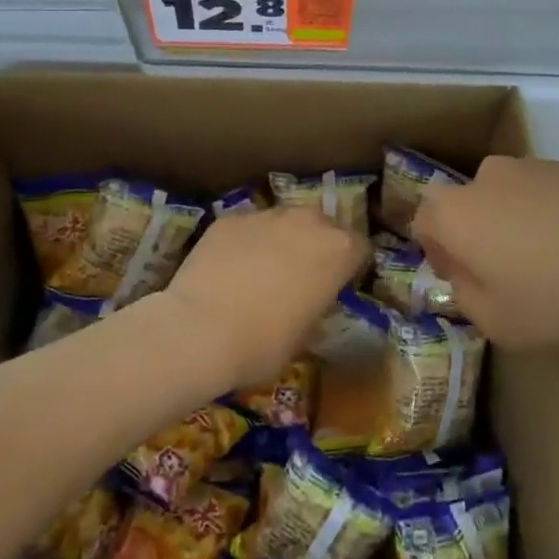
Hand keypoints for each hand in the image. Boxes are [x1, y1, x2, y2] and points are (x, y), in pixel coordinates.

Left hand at [157, 206, 368, 390]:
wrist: (199, 330)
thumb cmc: (263, 344)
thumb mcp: (305, 336)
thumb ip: (316, 307)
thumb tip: (310, 301)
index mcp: (338, 249)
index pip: (359, 249)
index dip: (349, 269)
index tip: (336, 288)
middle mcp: (308, 220)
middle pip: (323, 226)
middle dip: (316, 247)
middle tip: (299, 278)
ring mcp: (267, 214)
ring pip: (284, 222)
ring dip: (280, 240)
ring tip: (260, 272)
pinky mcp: (231, 217)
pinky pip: (248, 228)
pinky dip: (245, 243)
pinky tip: (228, 269)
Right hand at [412, 156, 558, 354]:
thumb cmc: (556, 294)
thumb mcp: (498, 324)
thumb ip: (468, 298)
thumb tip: (468, 277)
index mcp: (456, 212)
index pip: (425, 223)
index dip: (439, 255)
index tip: (465, 282)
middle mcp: (489, 177)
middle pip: (472, 206)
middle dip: (483, 238)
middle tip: (511, 277)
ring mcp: (538, 166)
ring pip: (516, 199)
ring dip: (525, 226)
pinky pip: (557, 196)